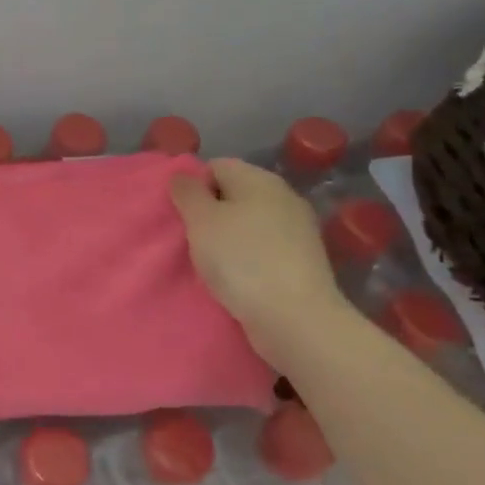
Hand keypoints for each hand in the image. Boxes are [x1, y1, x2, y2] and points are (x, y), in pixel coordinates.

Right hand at [169, 159, 352, 348]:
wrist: (295, 318)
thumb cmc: (241, 260)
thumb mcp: (201, 220)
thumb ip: (187, 192)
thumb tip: (183, 175)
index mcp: (259, 179)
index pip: (216, 166)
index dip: (193, 187)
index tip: (181, 216)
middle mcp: (283, 196)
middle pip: (234, 194)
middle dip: (210, 213)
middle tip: (191, 239)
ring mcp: (298, 229)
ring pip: (249, 222)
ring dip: (227, 237)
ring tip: (210, 261)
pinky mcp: (303, 260)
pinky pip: (263, 247)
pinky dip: (247, 257)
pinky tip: (236, 277)